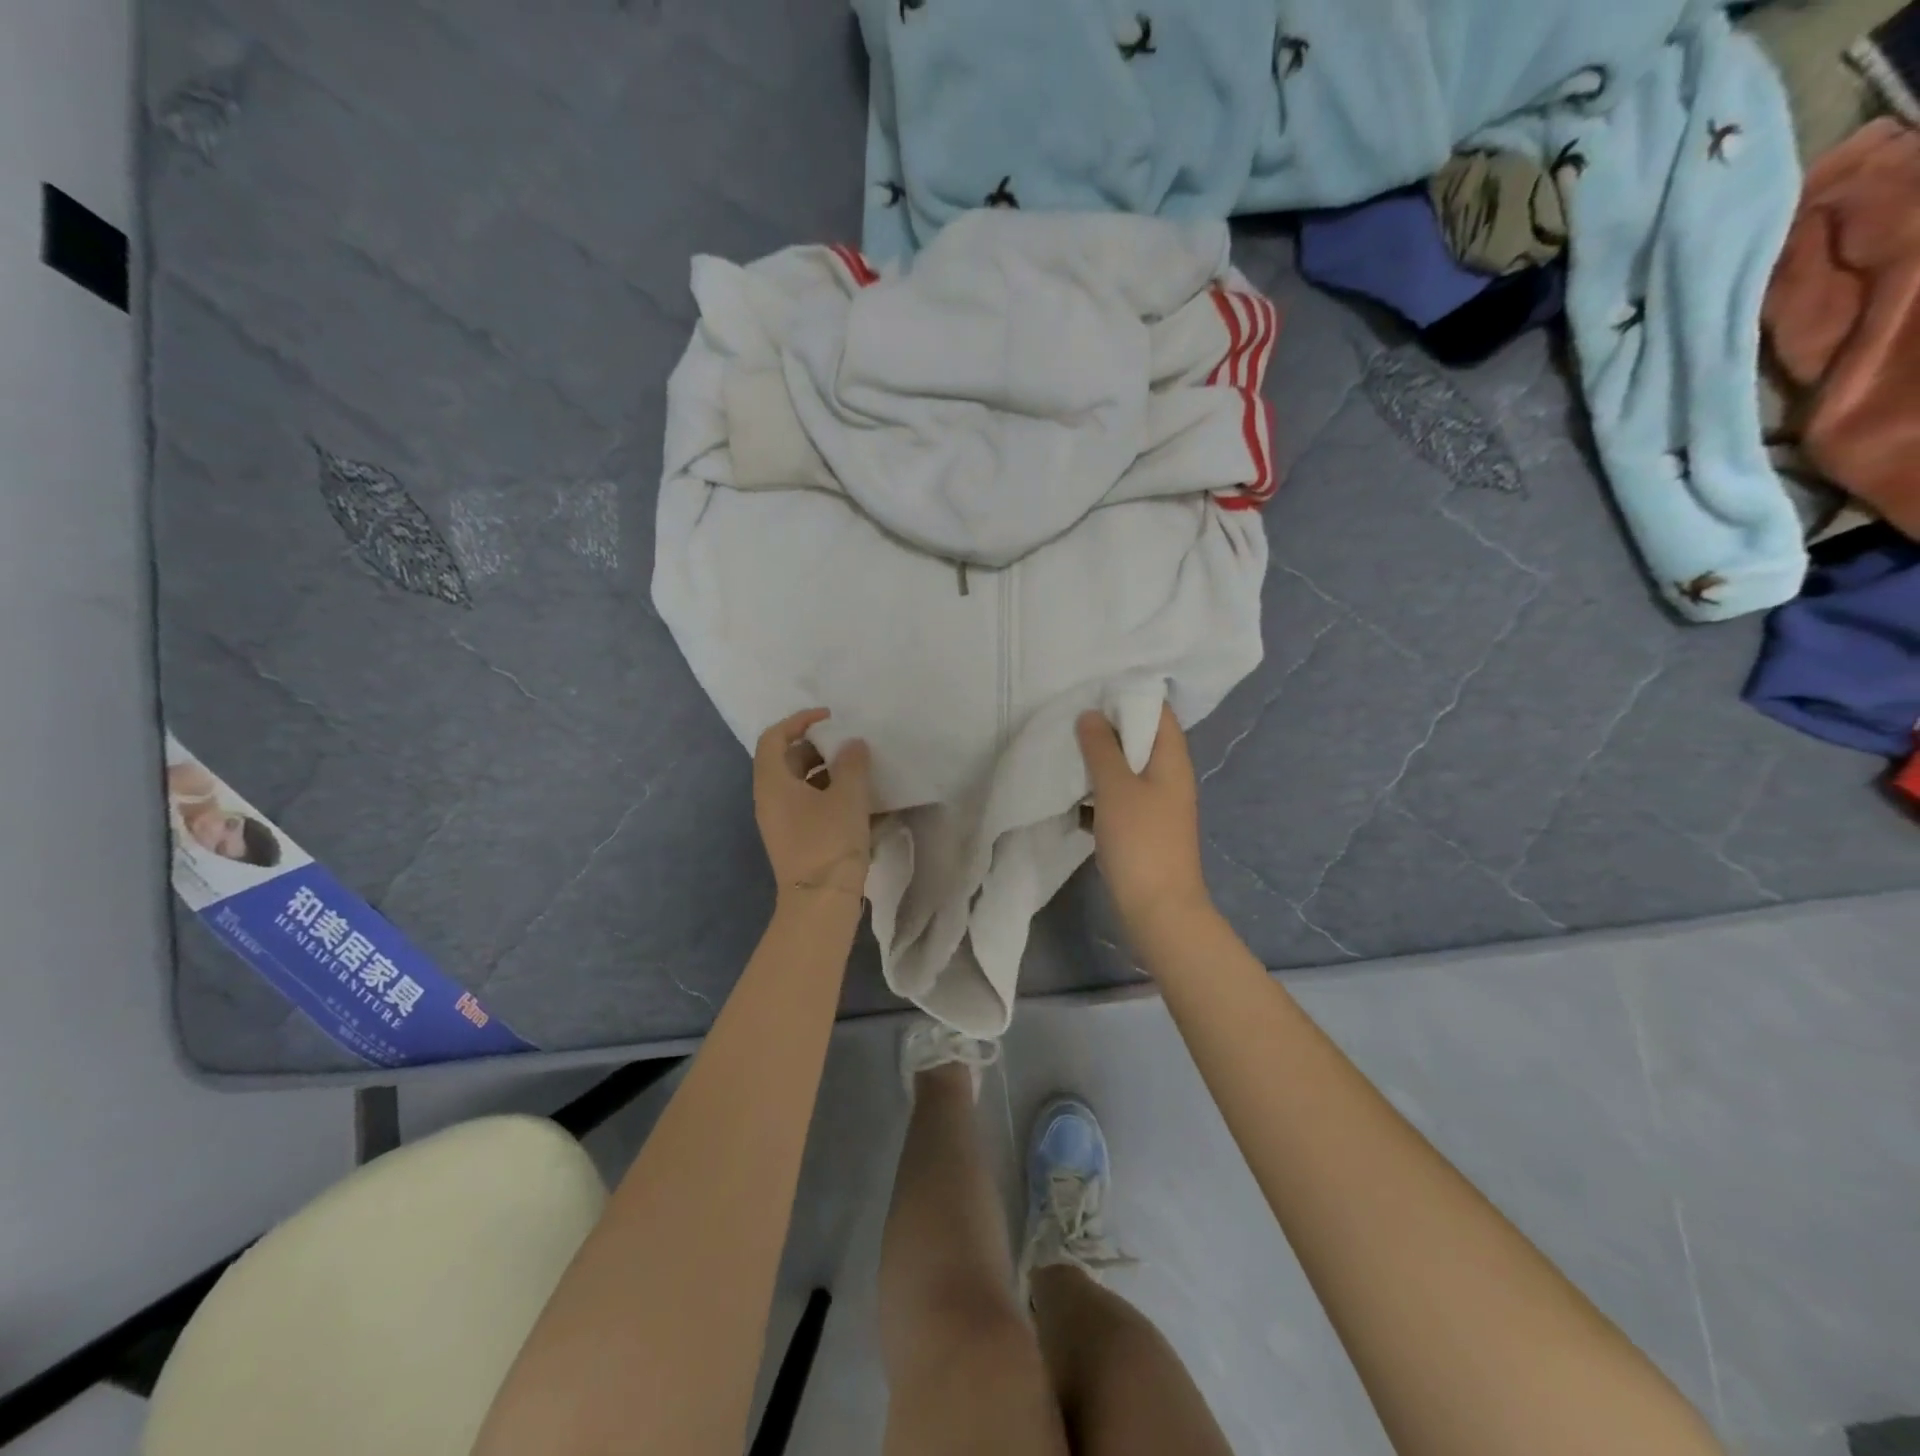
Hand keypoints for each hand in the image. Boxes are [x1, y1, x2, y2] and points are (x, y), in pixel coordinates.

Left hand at [754, 709, 871, 904]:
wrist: (820, 901)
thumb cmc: (829, 842)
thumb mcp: (847, 797)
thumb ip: (852, 764)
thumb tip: (852, 744)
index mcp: (772, 783)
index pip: (774, 737)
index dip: (799, 720)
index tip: (829, 718)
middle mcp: (770, 799)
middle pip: (787, 760)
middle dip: (818, 747)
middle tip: (848, 746)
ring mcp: (781, 822)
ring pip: (800, 784)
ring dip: (827, 772)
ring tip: (859, 772)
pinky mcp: (796, 840)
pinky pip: (809, 805)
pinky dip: (829, 795)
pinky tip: (859, 801)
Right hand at [1076, 704, 1212, 941]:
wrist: (1159, 910)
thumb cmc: (1141, 842)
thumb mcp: (1116, 788)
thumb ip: (1101, 748)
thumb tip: (1090, 714)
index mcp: (1172, 760)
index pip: (1158, 711)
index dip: (1129, 696)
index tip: (1092, 691)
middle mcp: (1169, 777)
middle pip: (1140, 739)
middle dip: (1107, 728)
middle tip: (1070, 718)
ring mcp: (1157, 804)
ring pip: (1126, 769)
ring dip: (1099, 761)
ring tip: (1064, 750)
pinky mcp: (1142, 828)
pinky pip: (1118, 797)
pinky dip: (1097, 792)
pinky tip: (1070, 795)